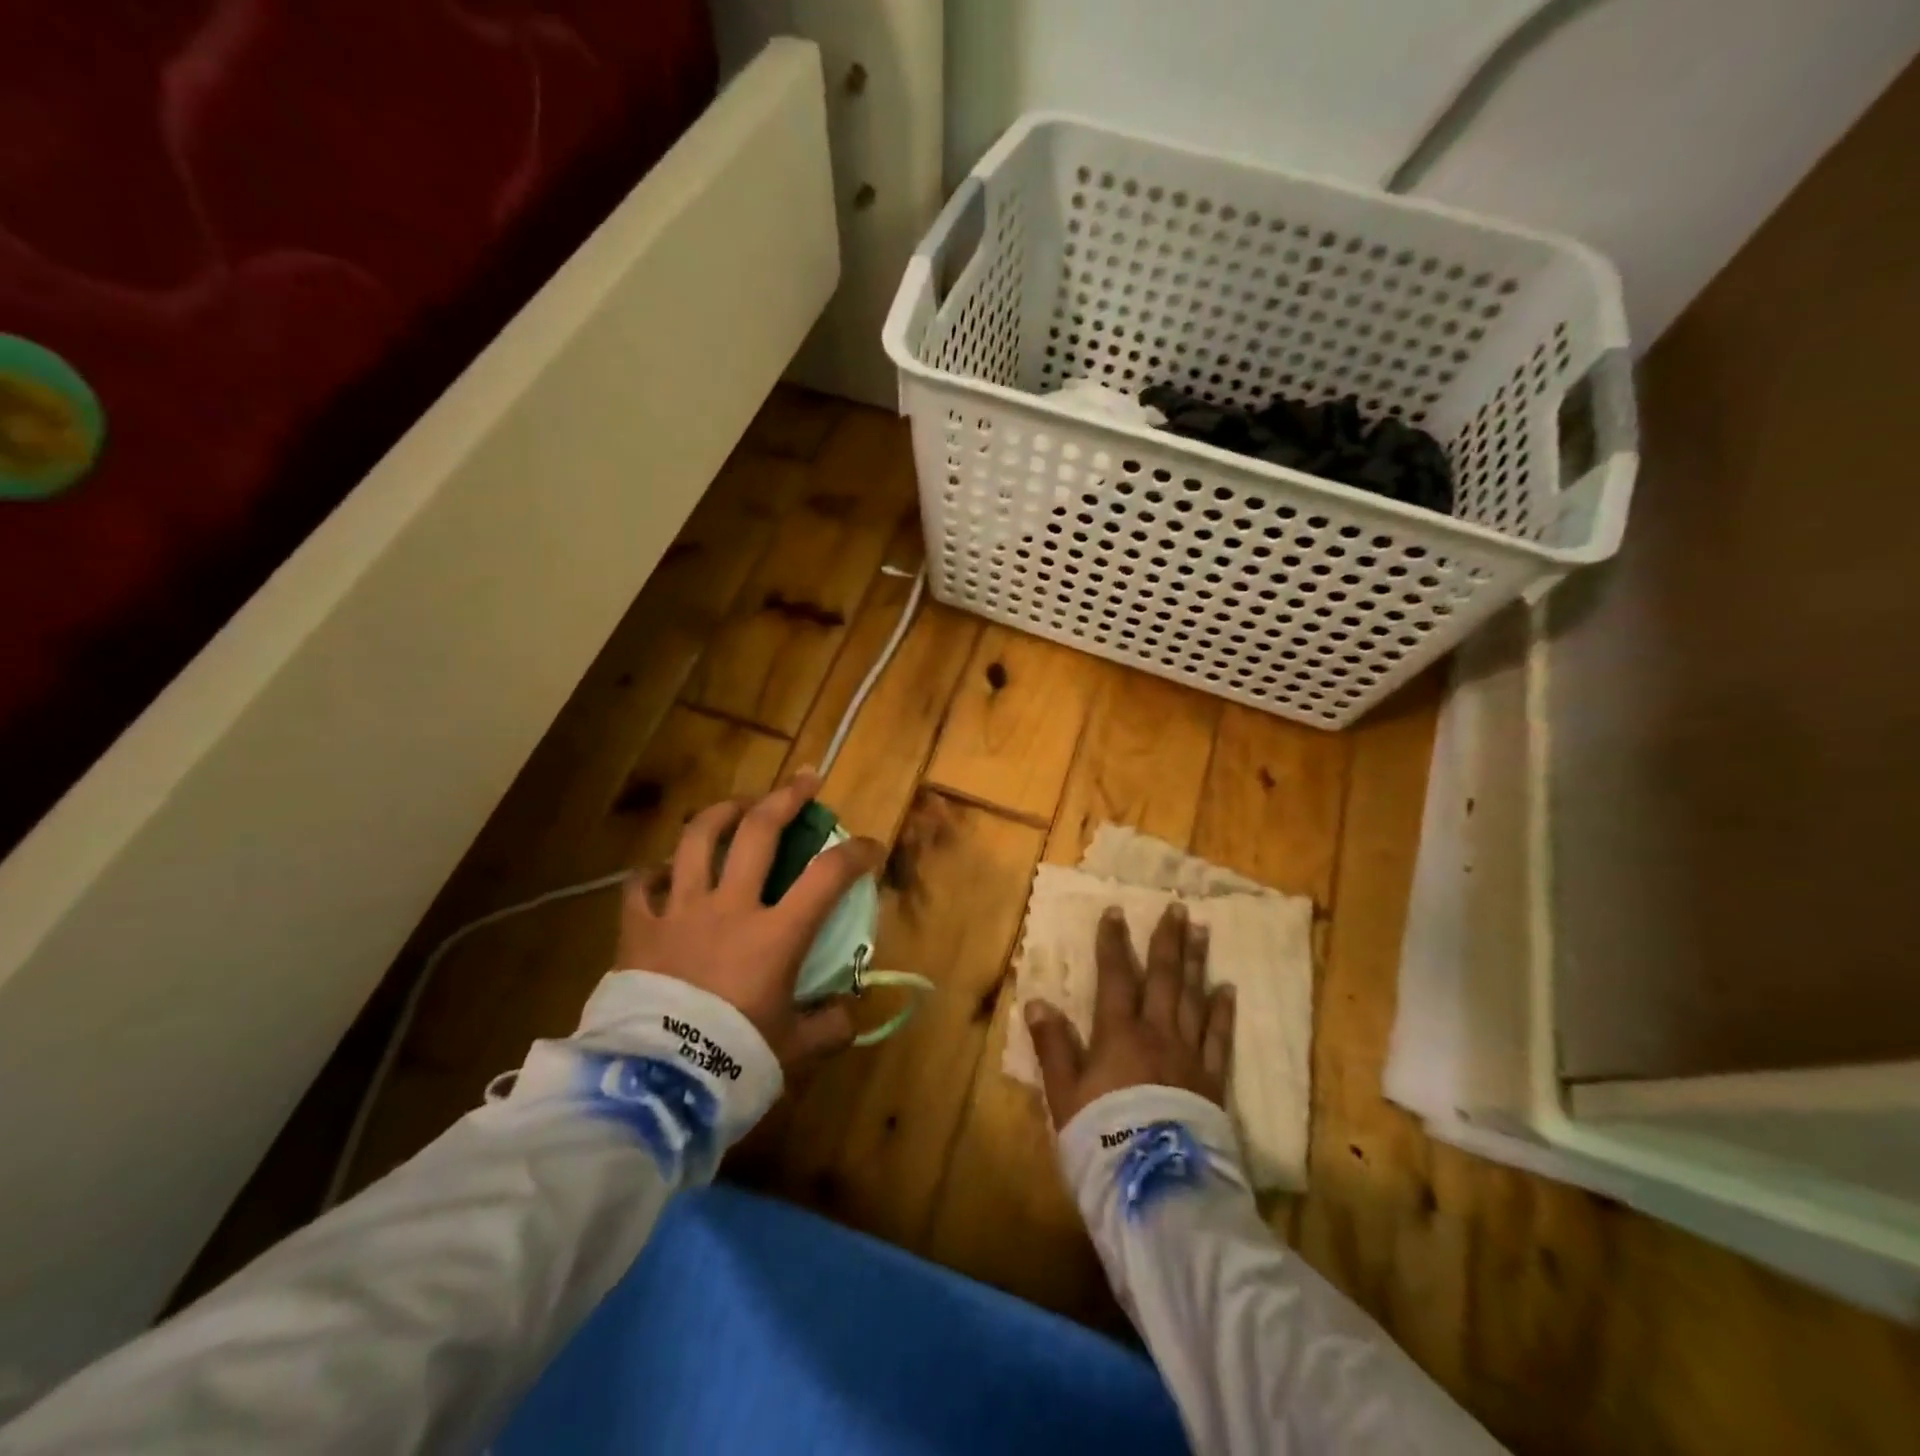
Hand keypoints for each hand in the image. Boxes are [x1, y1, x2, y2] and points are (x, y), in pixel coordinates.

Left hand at [616, 769, 882, 1074]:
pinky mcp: (639, 930)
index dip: (856, 853)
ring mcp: (680, 912)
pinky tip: (663, 870)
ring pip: (698, 840)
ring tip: (738, 805)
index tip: (871, 847)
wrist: (653, 1087)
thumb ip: (828, 1028)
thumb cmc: (731, 1062)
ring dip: (722, 813)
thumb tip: (846, 1014)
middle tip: (804, 780)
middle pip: (759, 832)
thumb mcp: (793, 1051)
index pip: (827, 876)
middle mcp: (730, 907)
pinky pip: (641, 886)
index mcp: (775, 934)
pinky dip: (653, 873)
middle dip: (786, 798)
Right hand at [1024, 902, 1234, 1128]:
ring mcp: (1190, 1055)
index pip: (1115, 976)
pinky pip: (1220, 1038)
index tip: (1115, 911)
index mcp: (1119, 1033)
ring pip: (1194, 998)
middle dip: (1167, 940)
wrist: (1156, 1187)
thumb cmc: (1102, 1137)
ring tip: (1203, 931)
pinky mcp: (1214, 1081)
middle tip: (1177, 908)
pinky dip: (1223, 1012)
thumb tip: (1037, 1001)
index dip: (1112, 942)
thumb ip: (1052, 1046)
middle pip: (1164, 978)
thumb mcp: (1064, 1094)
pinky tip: (1228, 989)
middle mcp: (1158, 1033)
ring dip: (1197, 962)